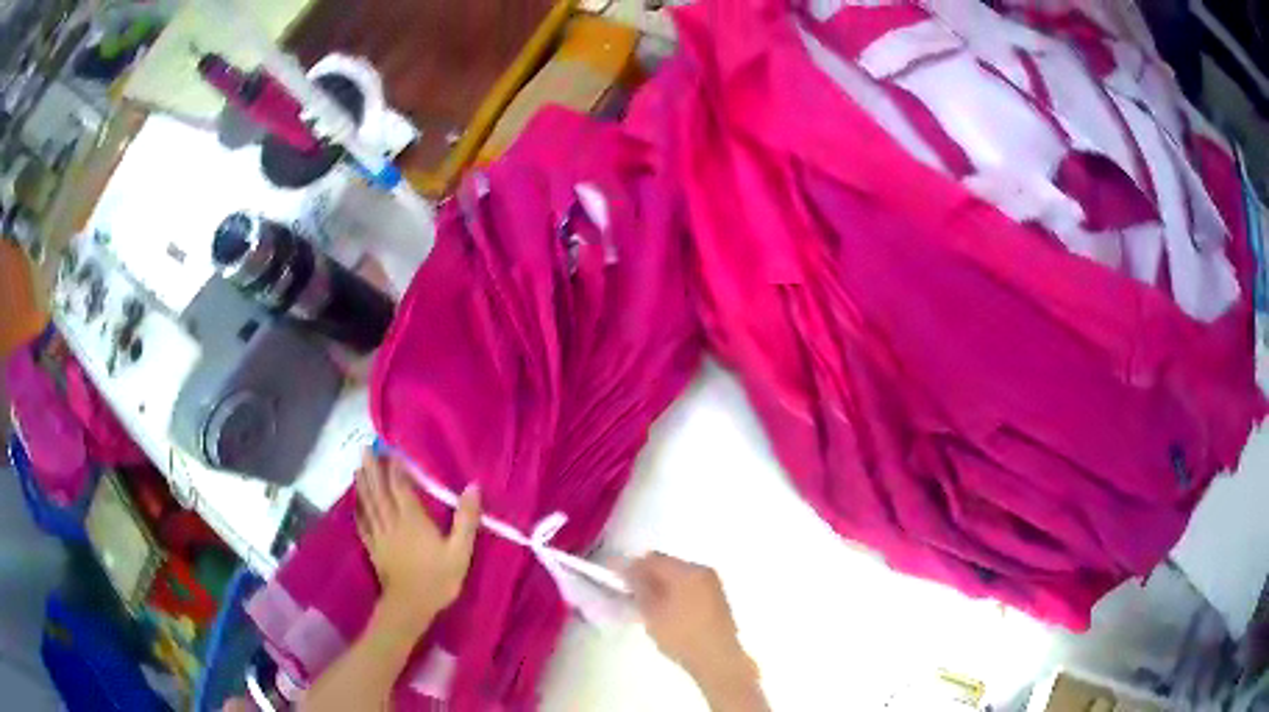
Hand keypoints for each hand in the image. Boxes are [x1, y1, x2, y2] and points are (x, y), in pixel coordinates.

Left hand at [355, 450, 480, 624]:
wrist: (410, 606)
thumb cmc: (438, 578)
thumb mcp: (460, 551)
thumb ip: (466, 519)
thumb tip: (473, 487)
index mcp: (413, 519)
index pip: (400, 487)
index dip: (395, 467)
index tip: (390, 449)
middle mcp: (392, 521)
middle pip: (380, 491)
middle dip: (373, 469)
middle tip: (365, 448)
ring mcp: (380, 535)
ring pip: (369, 504)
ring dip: (363, 485)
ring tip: (358, 468)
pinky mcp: (374, 549)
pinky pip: (363, 525)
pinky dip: (359, 512)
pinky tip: (356, 506)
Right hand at [627, 554, 751, 685]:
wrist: (717, 659)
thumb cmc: (681, 636)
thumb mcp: (652, 613)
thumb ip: (638, 587)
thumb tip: (628, 570)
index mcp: (688, 571)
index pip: (653, 559)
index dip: (631, 567)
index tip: (616, 579)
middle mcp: (703, 571)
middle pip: (667, 565)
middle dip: (646, 576)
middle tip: (629, 593)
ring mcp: (712, 584)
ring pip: (678, 576)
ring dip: (660, 584)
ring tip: (646, 604)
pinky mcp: (716, 598)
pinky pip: (689, 586)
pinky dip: (674, 592)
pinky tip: (665, 610)